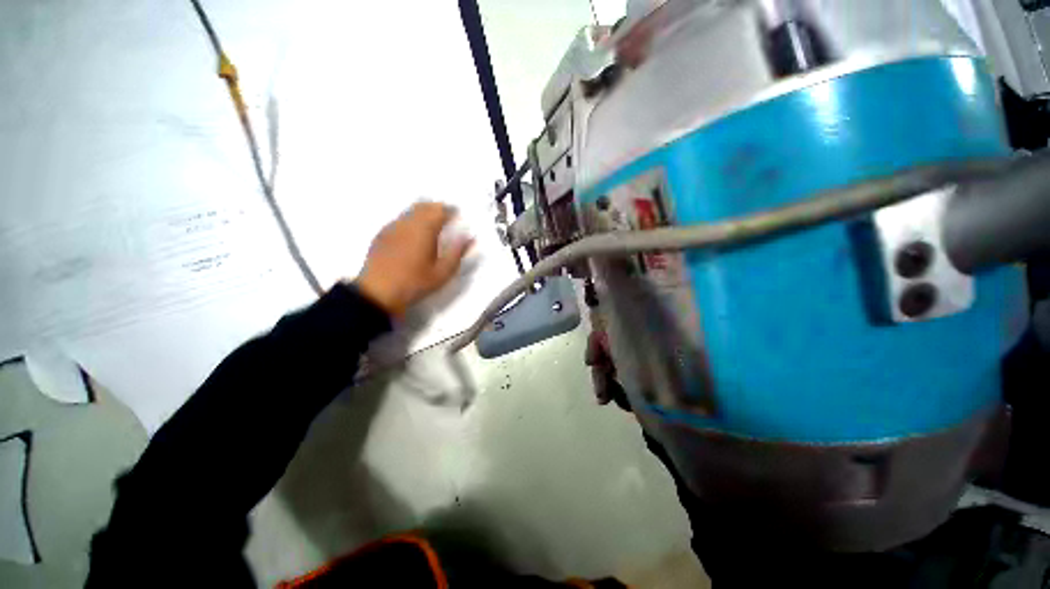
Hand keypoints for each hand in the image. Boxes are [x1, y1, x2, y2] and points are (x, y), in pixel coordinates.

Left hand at [354, 202, 473, 316]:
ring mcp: (392, 227)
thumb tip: (470, 237)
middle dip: (437, 208)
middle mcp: (407, 223)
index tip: (458, 214)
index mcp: (424, 230)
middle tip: (446, 216)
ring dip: (423, 212)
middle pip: (424, 206)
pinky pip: (399, 219)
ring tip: (431, 223)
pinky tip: (412, 233)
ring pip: (410, 211)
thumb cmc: (415, 283)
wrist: (378, 292)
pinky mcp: (382, 234)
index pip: (440, 210)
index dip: (451, 210)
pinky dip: (410, 220)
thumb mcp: (443, 272)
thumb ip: (457, 252)